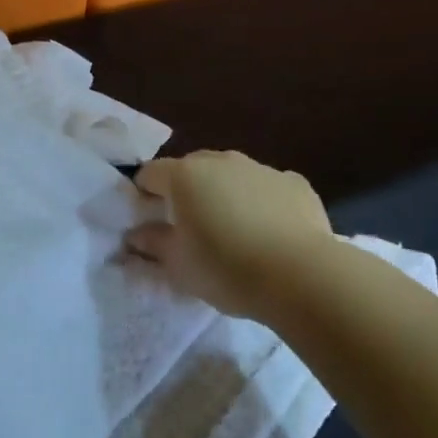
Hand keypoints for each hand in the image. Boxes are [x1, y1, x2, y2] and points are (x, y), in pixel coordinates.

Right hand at [127, 150, 334, 321]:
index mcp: (184, 176)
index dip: (144, 195)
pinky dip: (261, 202)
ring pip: (231, 175)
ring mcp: (260, 168)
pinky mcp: (295, 183)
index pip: (150, 174)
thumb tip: (136, 234)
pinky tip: (269, 231)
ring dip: (224, 194)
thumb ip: (153, 243)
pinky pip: (267, 187)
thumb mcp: (178, 265)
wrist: (301, 275)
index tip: (149, 221)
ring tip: (232, 231)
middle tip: (189, 227)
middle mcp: (220, 161)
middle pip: (191, 169)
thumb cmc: (226, 268)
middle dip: (185, 191)